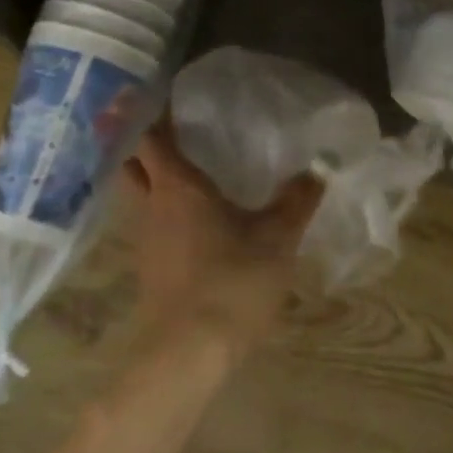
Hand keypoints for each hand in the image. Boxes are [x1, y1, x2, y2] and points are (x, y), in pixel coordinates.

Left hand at [117, 118, 323, 360]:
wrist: (190, 353)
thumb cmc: (233, 281)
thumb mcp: (278, 237)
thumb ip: (297, 200)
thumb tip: (318, 168)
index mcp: (178, 188)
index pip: (152, 138)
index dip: (154, 115)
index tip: (170, 98)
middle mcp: (153, 207)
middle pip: (133, 164)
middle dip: (146, 146)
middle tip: (177, 133)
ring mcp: (145, 242)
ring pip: (140, 197)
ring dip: (156, 181)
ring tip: (192, 173)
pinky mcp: (150, 270)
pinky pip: (152, 226)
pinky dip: (166, 213)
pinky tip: (197, 222)